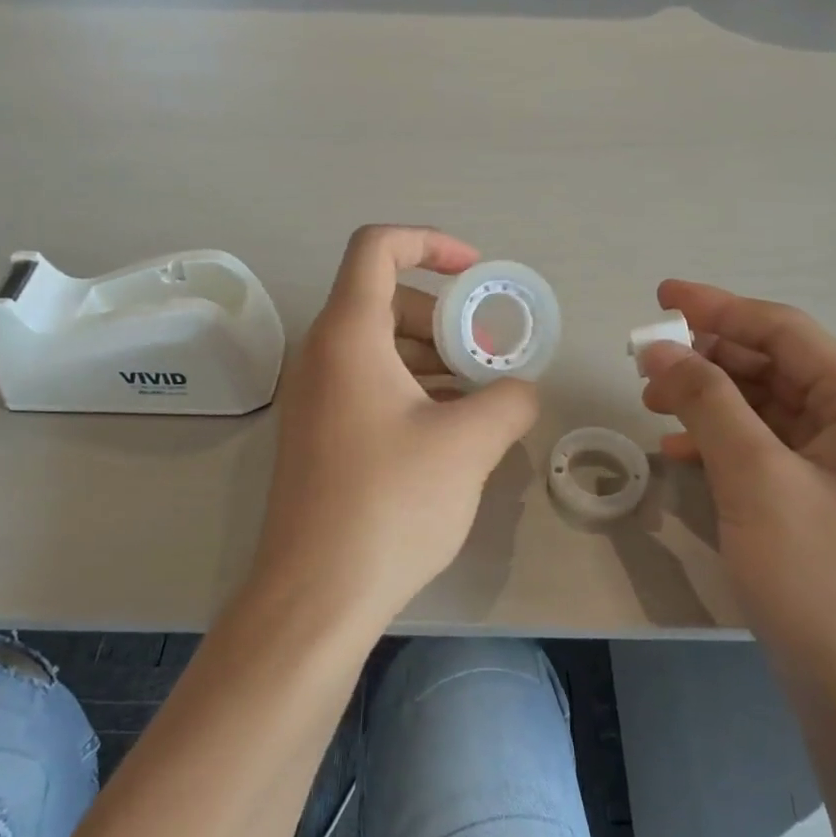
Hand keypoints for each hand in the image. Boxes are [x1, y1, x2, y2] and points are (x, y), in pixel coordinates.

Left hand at [251, 226, 539, 622]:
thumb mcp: (468, 444)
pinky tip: (452, 430)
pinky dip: (412, 389)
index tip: (477, 274)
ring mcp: (315, 398)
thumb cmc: (391, 503)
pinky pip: (369, 386)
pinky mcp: (319, 435)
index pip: (377, 247)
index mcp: (348, 335)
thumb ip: (509, 399)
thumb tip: (520, 390)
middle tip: (490, 357)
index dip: (430, 243)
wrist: (316, 594)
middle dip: (445, 316)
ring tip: (481, 397)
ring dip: (434, 358)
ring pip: (379, 347)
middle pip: (385, 300)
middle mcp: (321, 355)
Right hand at [638, 282, 835, 691]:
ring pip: (767, 408)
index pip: (784, 332)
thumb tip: (661, 349)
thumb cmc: (820, 579)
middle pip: (775, 366)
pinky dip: (722, 441)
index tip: (660, 296)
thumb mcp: (756, 479)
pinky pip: (766, 449)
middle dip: (708, 359)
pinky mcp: (823, 501)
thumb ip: (707, 403)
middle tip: (644, 362)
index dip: (718, 308)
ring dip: (710, 400)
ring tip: (652, 403)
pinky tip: (679, 453)